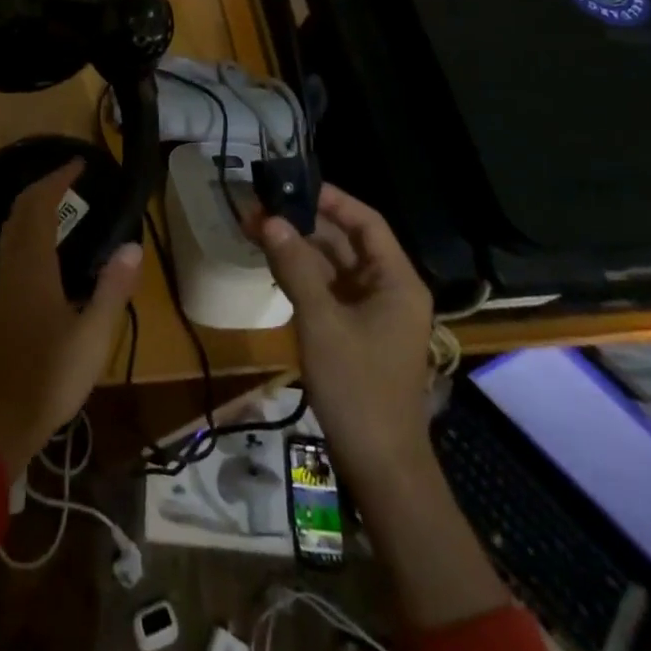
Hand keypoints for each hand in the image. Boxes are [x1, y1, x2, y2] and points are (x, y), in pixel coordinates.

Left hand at [0, 161, 142, 476]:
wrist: (2, 419)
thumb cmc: (50, 377)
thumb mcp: (93, 336)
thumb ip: (112, 288)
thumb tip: (132, 244)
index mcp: (33, 267)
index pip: (39, 206)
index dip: (57, 179)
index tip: (78, 163)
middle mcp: (12, 266)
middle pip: (20, 210)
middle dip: (43, 185)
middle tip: (71, 176)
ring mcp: (2, 283)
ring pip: (10, 227)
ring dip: (31, 204)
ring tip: (60, 200)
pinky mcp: (0, 300)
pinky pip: (9, 244)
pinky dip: (26, 226)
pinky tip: (44, 244)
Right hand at [258, 183, 435, 501]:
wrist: (380, 466)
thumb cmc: (357, 387)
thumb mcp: (322, 321)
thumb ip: (295, 266)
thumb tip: (267, 219)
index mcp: (395, 280)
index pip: (365, 222)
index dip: (330, 199)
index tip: (290, 183)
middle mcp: (388, 288)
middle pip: (346, 241)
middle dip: (303, 223)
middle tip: (259, 207)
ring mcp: (372, 312)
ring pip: (332, 265)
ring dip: (297, 247)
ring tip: (255, 228)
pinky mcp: (355, 331)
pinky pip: (328, 289)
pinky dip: (301, 274)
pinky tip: (271, 263)